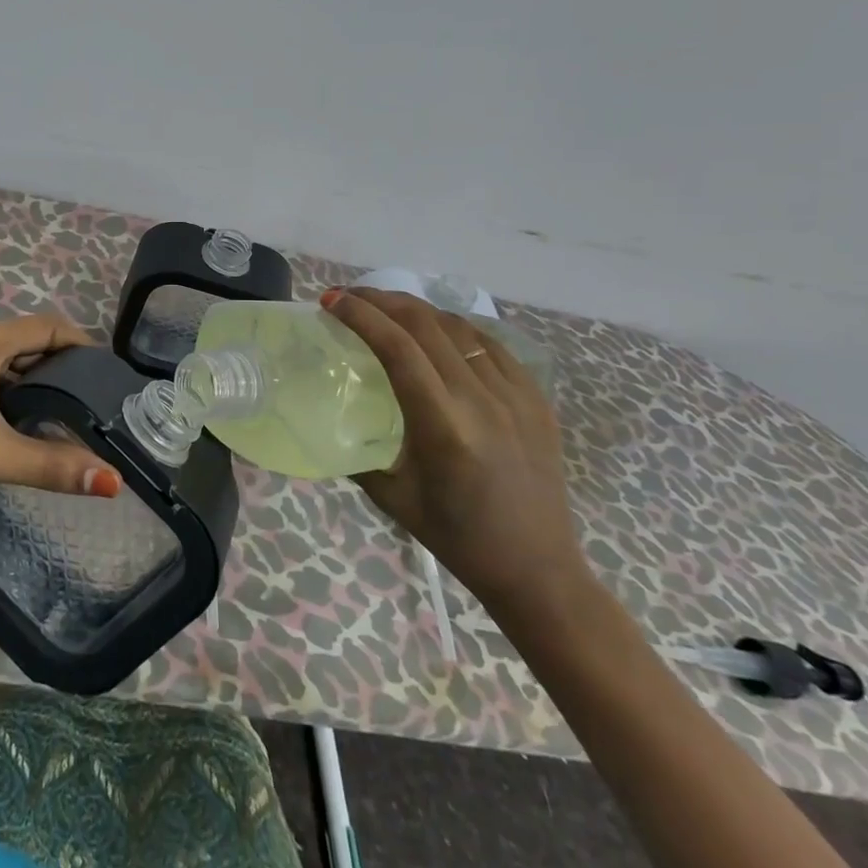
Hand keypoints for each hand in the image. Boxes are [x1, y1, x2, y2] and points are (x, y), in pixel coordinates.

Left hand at [0, 313, 123, 508]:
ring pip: (10, 365)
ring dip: (39, 385)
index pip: (50, 326)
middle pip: (32, 343)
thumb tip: (112, 481)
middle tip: (97, 404)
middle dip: (65, 368)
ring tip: (70, 419)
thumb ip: (51, 465)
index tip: (110, 377)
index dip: (84, 344)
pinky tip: (25, 428)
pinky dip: (15, 396)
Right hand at [323, 287, 584, 608]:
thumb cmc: (456, 538)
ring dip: (416, 308)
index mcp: (443, 426)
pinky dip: (454, 327)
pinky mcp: (536, 398)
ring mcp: (515, 395)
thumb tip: (328, 417)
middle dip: (381, 300)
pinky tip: (437, 331)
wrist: (539, 570)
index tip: (330, 300)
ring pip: (459, 327)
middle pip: (426, 324)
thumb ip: (357, 451)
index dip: (360, 315)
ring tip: (386, 307)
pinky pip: (490, 344)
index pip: (397, 347)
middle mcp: (482, 399)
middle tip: (350, 296)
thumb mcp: (391, 497)